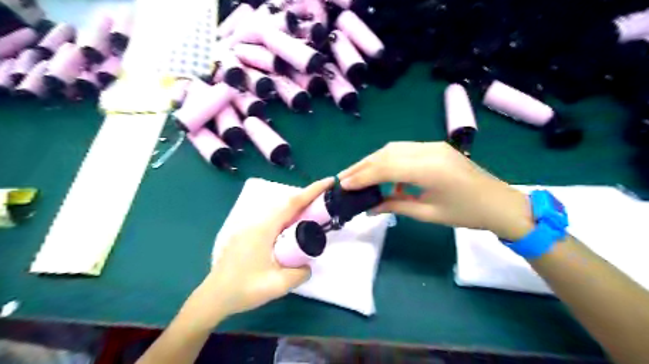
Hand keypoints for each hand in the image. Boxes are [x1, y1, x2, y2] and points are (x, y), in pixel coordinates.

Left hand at [191, 178, 334, 322]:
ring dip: (296, 209)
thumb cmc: (243, 290)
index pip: (291, 204)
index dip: (311, 191)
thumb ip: (299, 274)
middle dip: (306, 199)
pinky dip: (286, 219)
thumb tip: (307, 265)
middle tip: (325, 202)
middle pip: (285, 204)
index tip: (328, 182)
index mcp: (263, 229)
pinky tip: (291, 231)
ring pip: (277, 212)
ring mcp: (248, 228)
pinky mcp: (246, 234)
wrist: (213, 298)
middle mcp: (256, 223)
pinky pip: (271, 220)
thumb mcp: (277, 285)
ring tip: (312, 215)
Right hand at [340, 142, 532, 241]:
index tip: (343, 185)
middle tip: (343, 177)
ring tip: (357, 175)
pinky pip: (404, 151)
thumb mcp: (428, 214)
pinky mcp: (435, 147)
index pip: (386, 168)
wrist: (501, 203)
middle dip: (362, 166)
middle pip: (386, 154)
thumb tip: (370, 208)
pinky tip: (383, 175)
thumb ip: (396, 206)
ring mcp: (433, 146)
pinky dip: (388, 161)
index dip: (362, 176)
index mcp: (429, 169)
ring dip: (373, 161)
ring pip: (393, 149)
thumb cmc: (467, 214)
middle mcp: (429, 151)